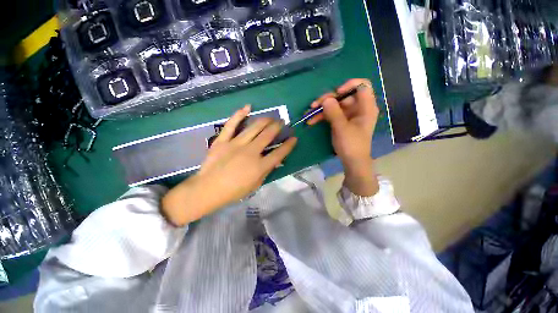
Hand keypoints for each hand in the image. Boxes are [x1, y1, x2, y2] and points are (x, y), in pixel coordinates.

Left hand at [161, 105, 297, 225]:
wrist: (208, 189)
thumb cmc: (234, 191)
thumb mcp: (255, 184)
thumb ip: (267, 171)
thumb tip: (277, 160)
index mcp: (259, 166)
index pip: (279, 153)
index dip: (288, 145)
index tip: (293, 138)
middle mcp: (250, 152)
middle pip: (268, 135)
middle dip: (277, 126)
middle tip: (281, 122)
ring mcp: (236, 144)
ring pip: (254, 127)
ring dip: (265, 120)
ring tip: (270, 118)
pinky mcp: (223, 140)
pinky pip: (231, 125)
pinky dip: (239, 115)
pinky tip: (247, 107)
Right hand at [308, 79, 379, 195]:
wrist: (352, 162)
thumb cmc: (351, 145)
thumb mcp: (342, 128)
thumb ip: (334, 112)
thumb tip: (325, 99)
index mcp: (366, 107)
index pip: (362, 86)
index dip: (349, 85)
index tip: (336, 94)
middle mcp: (358, 108)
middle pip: (343, 95)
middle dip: (327, 99)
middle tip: (314, 105)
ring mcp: (349, 114)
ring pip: (334, 105)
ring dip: (321, 108)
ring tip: (309, 114)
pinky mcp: (341, 121)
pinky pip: (331, 113)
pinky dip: (322, 116)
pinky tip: (312, 120)